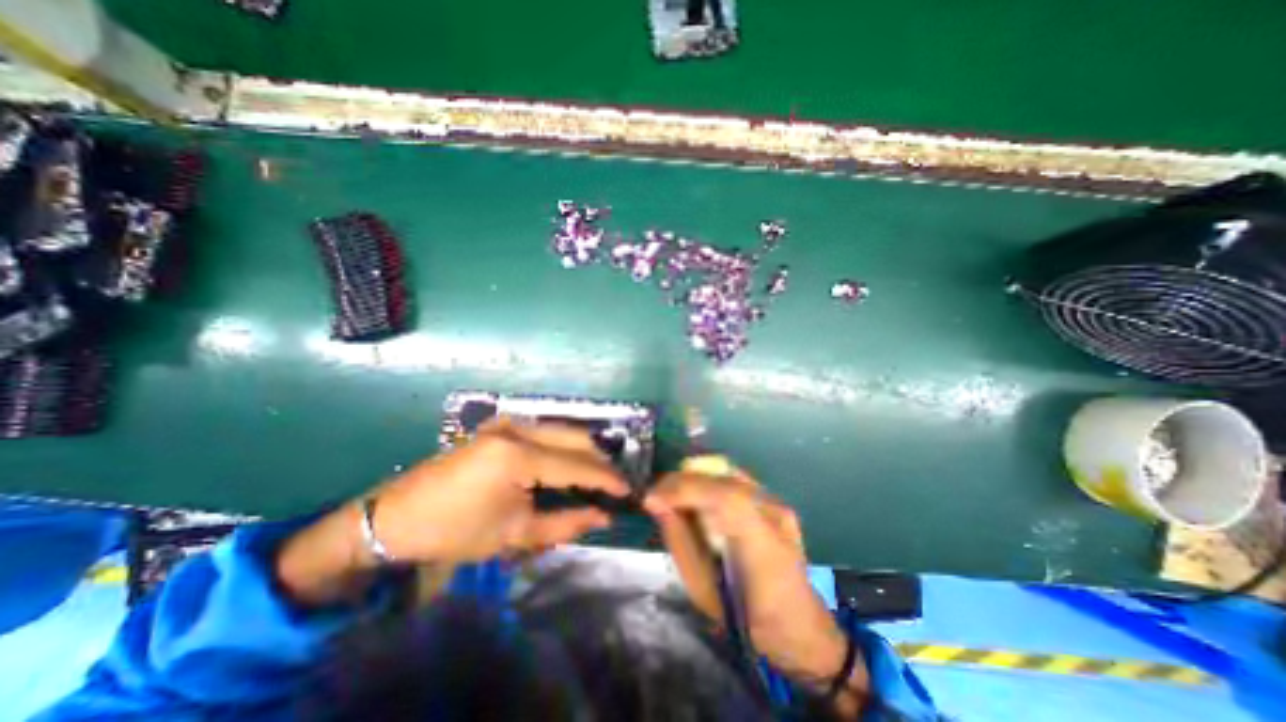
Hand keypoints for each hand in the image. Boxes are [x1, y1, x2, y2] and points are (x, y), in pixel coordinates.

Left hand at [276, 419, 629, 607]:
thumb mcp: (514, 535)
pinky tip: (568, 465)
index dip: (606, 479)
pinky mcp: (501, 424)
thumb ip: (566, 523)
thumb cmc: (455, 531)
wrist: (397, 516)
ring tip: (595, 477)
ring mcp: (508, 422)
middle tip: (613, 485)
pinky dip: (563, 447)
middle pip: (576, 437)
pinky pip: (546, 431)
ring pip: (563, 430)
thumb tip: (604, 516)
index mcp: (518, 455)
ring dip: (583, 452)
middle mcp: (518, 428)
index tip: (629, 491)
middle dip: (599, 462)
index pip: (577, 464)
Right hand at [648, 472, 867, 714]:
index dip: (681, 489)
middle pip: (722, 474)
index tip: (650, 498)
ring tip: (674, 496)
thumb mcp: (702, 589)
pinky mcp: (774, 498)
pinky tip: (697, 498)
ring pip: (726, 470)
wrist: (798, 626)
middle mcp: (774, 512)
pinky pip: (733, 477)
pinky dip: (709, 482)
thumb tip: (655, 502)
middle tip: (658, 496)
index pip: (722, 496)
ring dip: (694, 479)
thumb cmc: (745, 620)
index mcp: (763, 543)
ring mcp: (777, 501)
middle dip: (682, 480)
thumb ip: (678, 539)